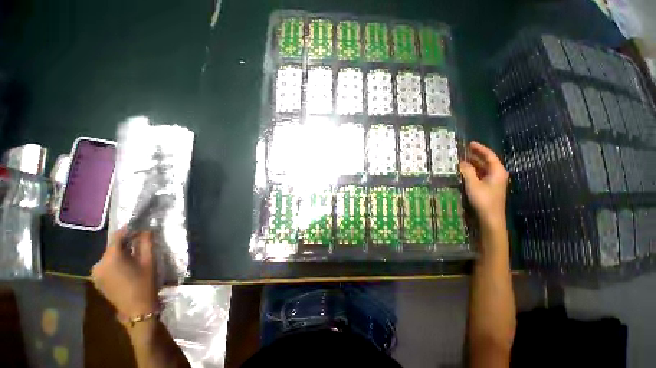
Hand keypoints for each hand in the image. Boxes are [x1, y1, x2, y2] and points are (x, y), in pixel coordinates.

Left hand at [91, 228, 158, 321]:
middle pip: (112, 247)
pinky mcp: (96, 280)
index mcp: (112, 255)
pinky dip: (112, 266)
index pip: (118, 235)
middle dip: (123, 247)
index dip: (128, 231)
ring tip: (128, 263)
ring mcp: (96, 271)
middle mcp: (100, 260)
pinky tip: (121, 273)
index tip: (137, 232)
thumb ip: (146, 242)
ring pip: (108, 257)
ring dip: (117, 257)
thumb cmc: (145, 289)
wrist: (139, 316)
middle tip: (134, 249)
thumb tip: (146, 229)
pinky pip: (104, 266)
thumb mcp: (148, 264)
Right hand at [460, 142, 508, 230]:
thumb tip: (462, 163)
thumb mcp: (473, 184)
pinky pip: (485, 177)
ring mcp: (497, 183)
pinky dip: (477, 174)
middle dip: (476, 157)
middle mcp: (499, 174)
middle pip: (488, 162)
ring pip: (485, 170)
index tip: (469, 143)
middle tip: (464, 152)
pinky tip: (468, 175)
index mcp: (497, 170)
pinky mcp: (493, 191)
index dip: (479, 148)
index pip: (489, 154)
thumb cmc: (484, 201)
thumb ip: (467, 171)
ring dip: (475, 166)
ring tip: (464, 162)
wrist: (491, 222)